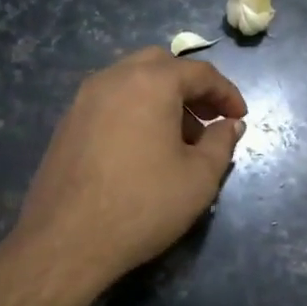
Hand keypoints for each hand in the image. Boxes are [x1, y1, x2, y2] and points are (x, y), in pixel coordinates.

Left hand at [12, 46, 247, 290]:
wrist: (66, 240)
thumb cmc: (143, 204)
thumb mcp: (199, 178)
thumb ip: (220, 143)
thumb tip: (229, 125)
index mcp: (150, 82)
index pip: (199, 73)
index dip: (226, 93)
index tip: (240, 118)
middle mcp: (113, 78)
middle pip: (161, 66)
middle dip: (190, 88)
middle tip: (208, 119)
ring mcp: (83, 99)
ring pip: (131, 81)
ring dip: (161, 98)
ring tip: (178, 139)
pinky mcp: (66, 123)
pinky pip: (110, 102)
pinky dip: (134, 110)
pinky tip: (143, 149)